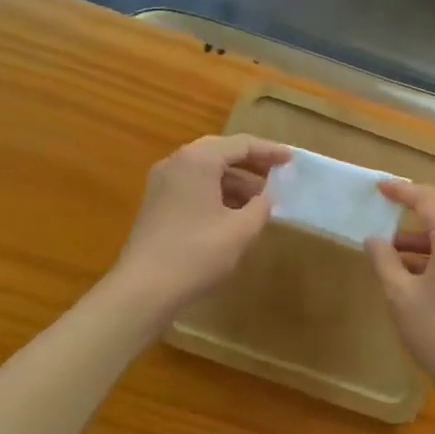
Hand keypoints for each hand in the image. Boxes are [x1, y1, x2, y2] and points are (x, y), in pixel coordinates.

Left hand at [114, 136, 288, 312]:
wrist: (143, 289)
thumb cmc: (196, 253)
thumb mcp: (241, 230)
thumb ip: (261, 206)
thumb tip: (267, 196)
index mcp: (198, 160)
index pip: (241, 144)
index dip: (270, 151)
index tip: (292, 160)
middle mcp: (177, 162)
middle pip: (222, 152)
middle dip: (252, 163)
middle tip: (278, 174)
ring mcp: (162, 182)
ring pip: (206, 170)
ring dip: (235, 180)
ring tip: (261, 199)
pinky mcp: (156, 202)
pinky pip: (193, 185)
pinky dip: (217, 192)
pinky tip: (234, 213)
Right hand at [365, 180, 434, 402]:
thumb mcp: (401, 296)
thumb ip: (384, 261)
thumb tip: (373, 239)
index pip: (430, 200)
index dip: (404, 191)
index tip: (380, 187)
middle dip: (421, 201)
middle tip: (392, 205)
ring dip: (428, 228)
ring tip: (392, 245)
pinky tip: (412, 267)